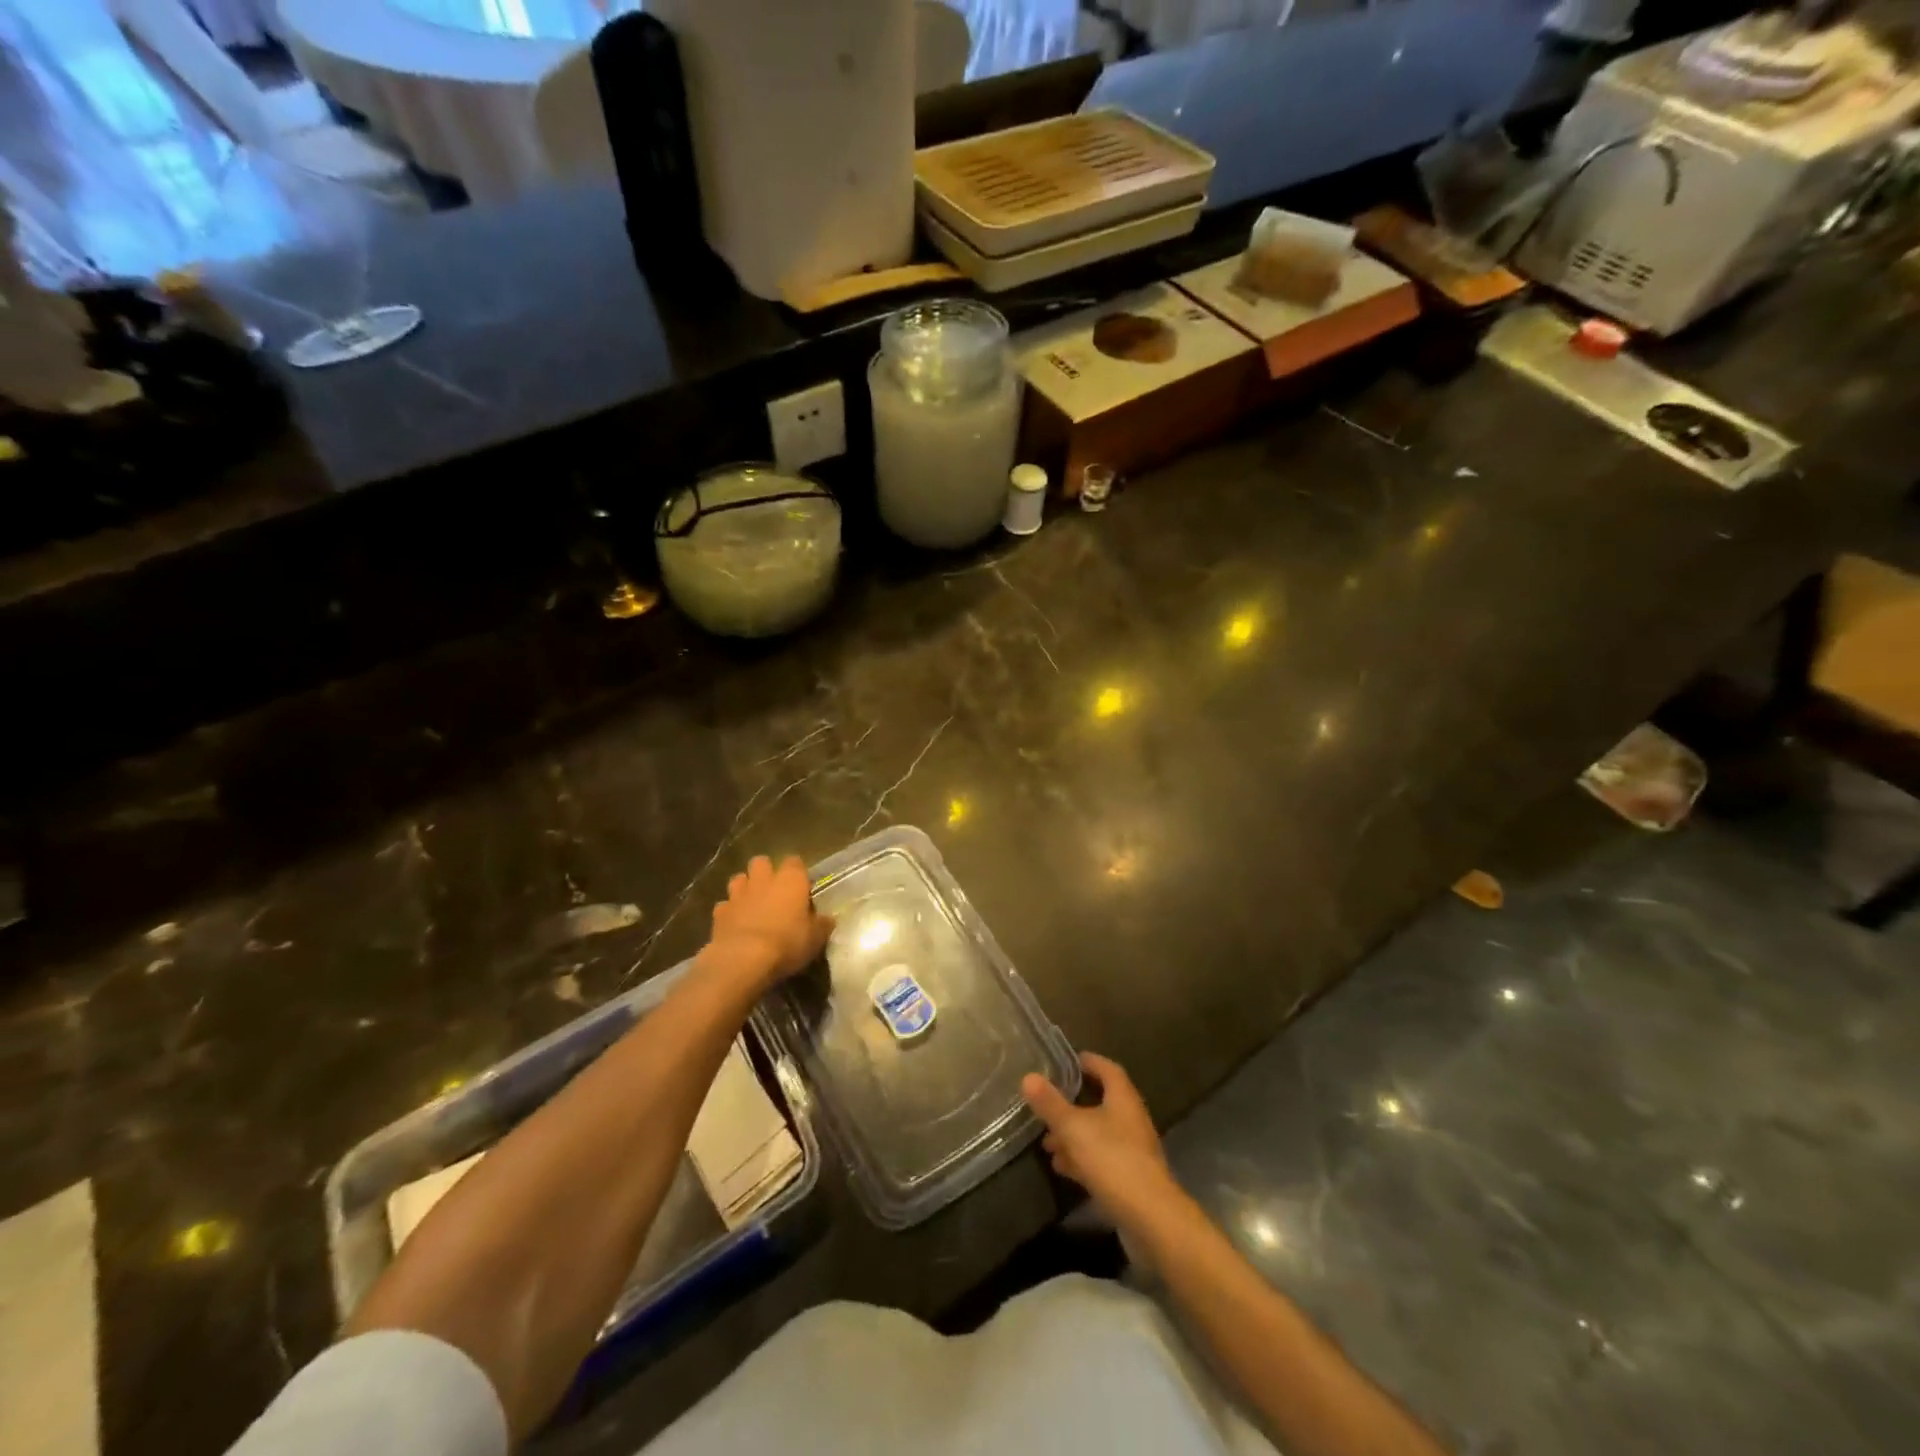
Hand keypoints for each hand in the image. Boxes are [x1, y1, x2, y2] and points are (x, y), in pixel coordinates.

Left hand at [702, 855, 833, 992]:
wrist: (743, 958)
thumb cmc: (787, 943)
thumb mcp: (815, 938)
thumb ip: (821, 925)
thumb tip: (827, 920)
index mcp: (791, 880)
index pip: (795, 861)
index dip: (797, 872)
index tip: (801, 887)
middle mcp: (764, 879)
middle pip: (762, 862)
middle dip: (765, 873)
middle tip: (773, 892)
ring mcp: (738, 894)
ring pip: (739, 879)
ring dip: (745, 888)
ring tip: (751, 905)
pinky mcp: (719, 912)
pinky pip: (724, 905)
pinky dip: (729, 912)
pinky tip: (734, 924)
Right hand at [1022, 1052, 1179, 1236]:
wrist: (1151, 1218)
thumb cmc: (1113, 1160)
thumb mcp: (1074, 1128)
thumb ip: (1051, 1104)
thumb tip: (1028, 1076)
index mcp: (1123, 1098)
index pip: (1107, 1069)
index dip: (1088, 1062)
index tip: (1066, 1061)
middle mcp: (1131, 1119)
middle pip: (1101, 1102)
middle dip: (1072, 1104)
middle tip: (1047, 1105)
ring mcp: (1132, 1150)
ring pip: (1098, 1133)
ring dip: (1073, 1135)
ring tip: (1046, 1142)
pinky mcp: (1129, 1178)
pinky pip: (1101, 1159)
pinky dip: (1081, 1158)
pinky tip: (1062, 1167)